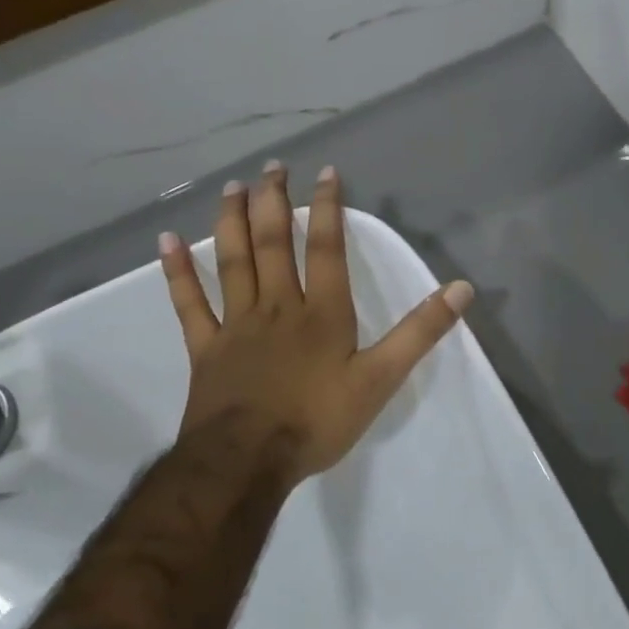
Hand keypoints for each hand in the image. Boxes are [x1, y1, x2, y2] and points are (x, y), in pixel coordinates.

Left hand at [157, 163, 474, 482]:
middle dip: (275, 202)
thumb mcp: (381, 378)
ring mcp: (237, 324)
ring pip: (234, 262)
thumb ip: (420, 332)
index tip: (325, 172)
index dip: (328, 208)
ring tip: (233, 187)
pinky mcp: (206, 347)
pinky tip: (166, 242)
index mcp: (322, 312)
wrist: (247, 462)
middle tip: (271, 166)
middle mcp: (278, 306)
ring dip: (233, 221)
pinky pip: (189, 303)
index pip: (327, 248)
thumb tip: (461, 289)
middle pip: (275, 243)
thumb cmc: (318, 420)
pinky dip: (178, 272)